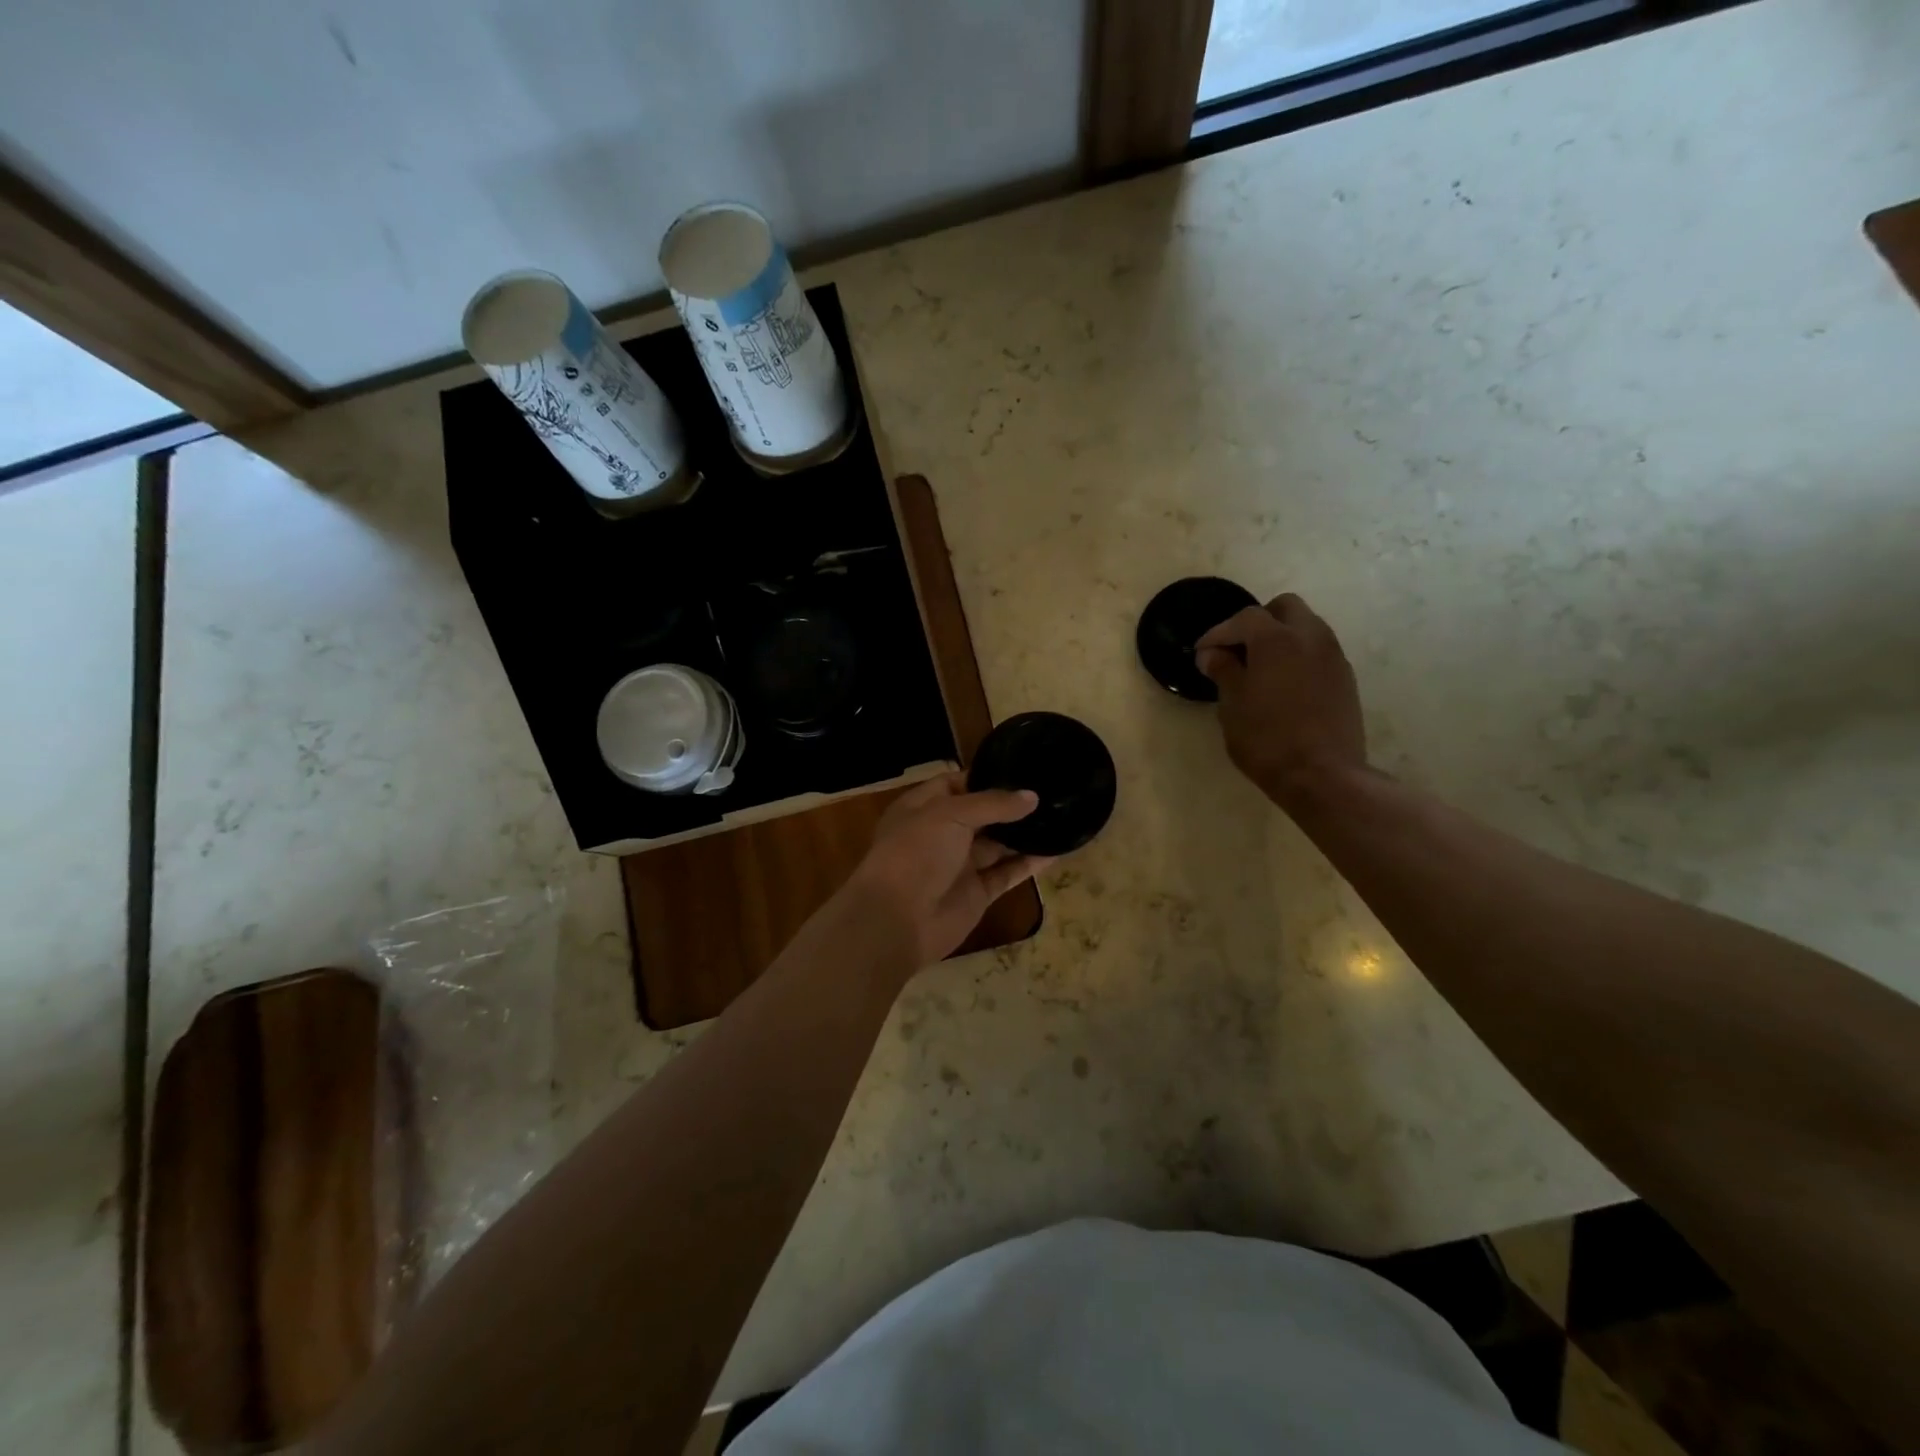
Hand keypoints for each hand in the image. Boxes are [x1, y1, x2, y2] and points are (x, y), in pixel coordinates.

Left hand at [844, 772, 1053, 968]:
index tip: (1022, 767)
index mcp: (923, 807)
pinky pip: (1007, 873)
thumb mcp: (950, 814)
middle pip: (981, 814)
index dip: (985, 775)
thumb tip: (1032, 797)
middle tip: (1050, 790)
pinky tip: (1058, 849)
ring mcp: (960, 865)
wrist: (897, 920)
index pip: (956, 783)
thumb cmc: (915, 852)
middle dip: (1011, 804)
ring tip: (1061, 814)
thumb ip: (993, 804)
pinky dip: (1030, 863)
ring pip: (998, 844)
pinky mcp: (978, 893)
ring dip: (1024, 832)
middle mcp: (942, 833)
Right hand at [1195, 593, 1368, 811]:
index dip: (1218, 633)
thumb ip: (1223, 671)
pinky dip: (1298, 656)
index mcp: (1277, 639)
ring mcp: (1333, 656)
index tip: (1202, 653)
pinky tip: (1283, 685)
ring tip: (1260, 668)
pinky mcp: (1346, 678)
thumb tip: (1212, 654)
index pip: (1243, 619)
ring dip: (1281, 638)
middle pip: (1284, 608)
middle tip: (1238, 651)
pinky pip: (1318, 651)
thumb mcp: (1232, 705)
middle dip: (1258, 622)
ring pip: (1306, 627)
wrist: (1323, 775)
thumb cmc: (1267, 739)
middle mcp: (1310, 637)